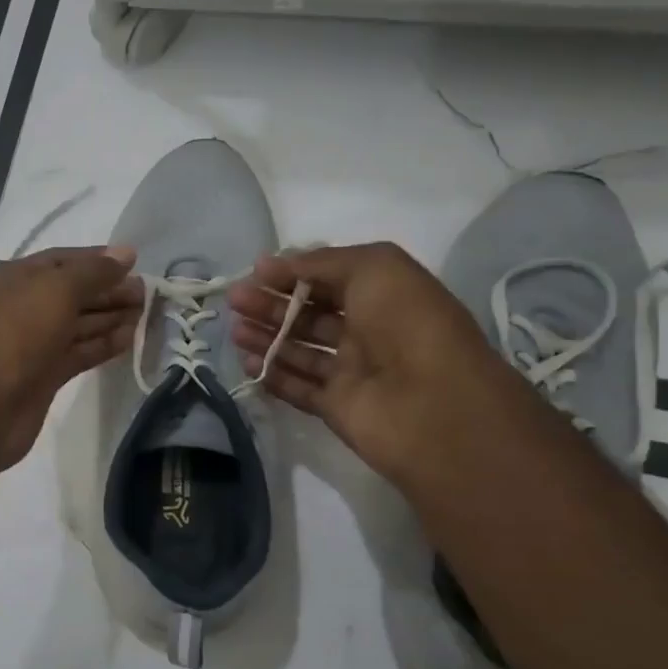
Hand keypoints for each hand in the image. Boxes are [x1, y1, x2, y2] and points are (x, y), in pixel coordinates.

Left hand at [0, 245, 141, 470]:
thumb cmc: (18, 333)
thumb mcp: (57, 289)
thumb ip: (93, 271)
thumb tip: (125, 254)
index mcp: (14, 278)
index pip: (60, 260)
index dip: (97, 259)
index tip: (134, 262)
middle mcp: (22, 307)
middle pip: (72, 293)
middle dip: (108, 290)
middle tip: (147, 292)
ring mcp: (33, 343)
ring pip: (77, 324)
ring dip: (110, 316)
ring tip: (146, 312)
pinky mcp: (45, 375)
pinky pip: (79, 352)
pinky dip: (103, 344)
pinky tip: (131, 338)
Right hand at [227, 242, 513, 483]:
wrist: (432, 403)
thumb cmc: (406, 323)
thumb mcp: (373, 267)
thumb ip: (322, 261)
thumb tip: (276, 264)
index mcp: (383, 295)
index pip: (329, 279)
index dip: (293, 273)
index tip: (256, 272)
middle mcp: (369, 331)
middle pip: (309, 314)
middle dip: (271, 304)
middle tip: (235, 300)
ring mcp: (353, 371)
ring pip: (300, 350)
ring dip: (267, 337)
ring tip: (235, 330)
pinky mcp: (338, 407)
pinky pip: (299, 388)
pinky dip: (274, 375)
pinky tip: (248, 362)